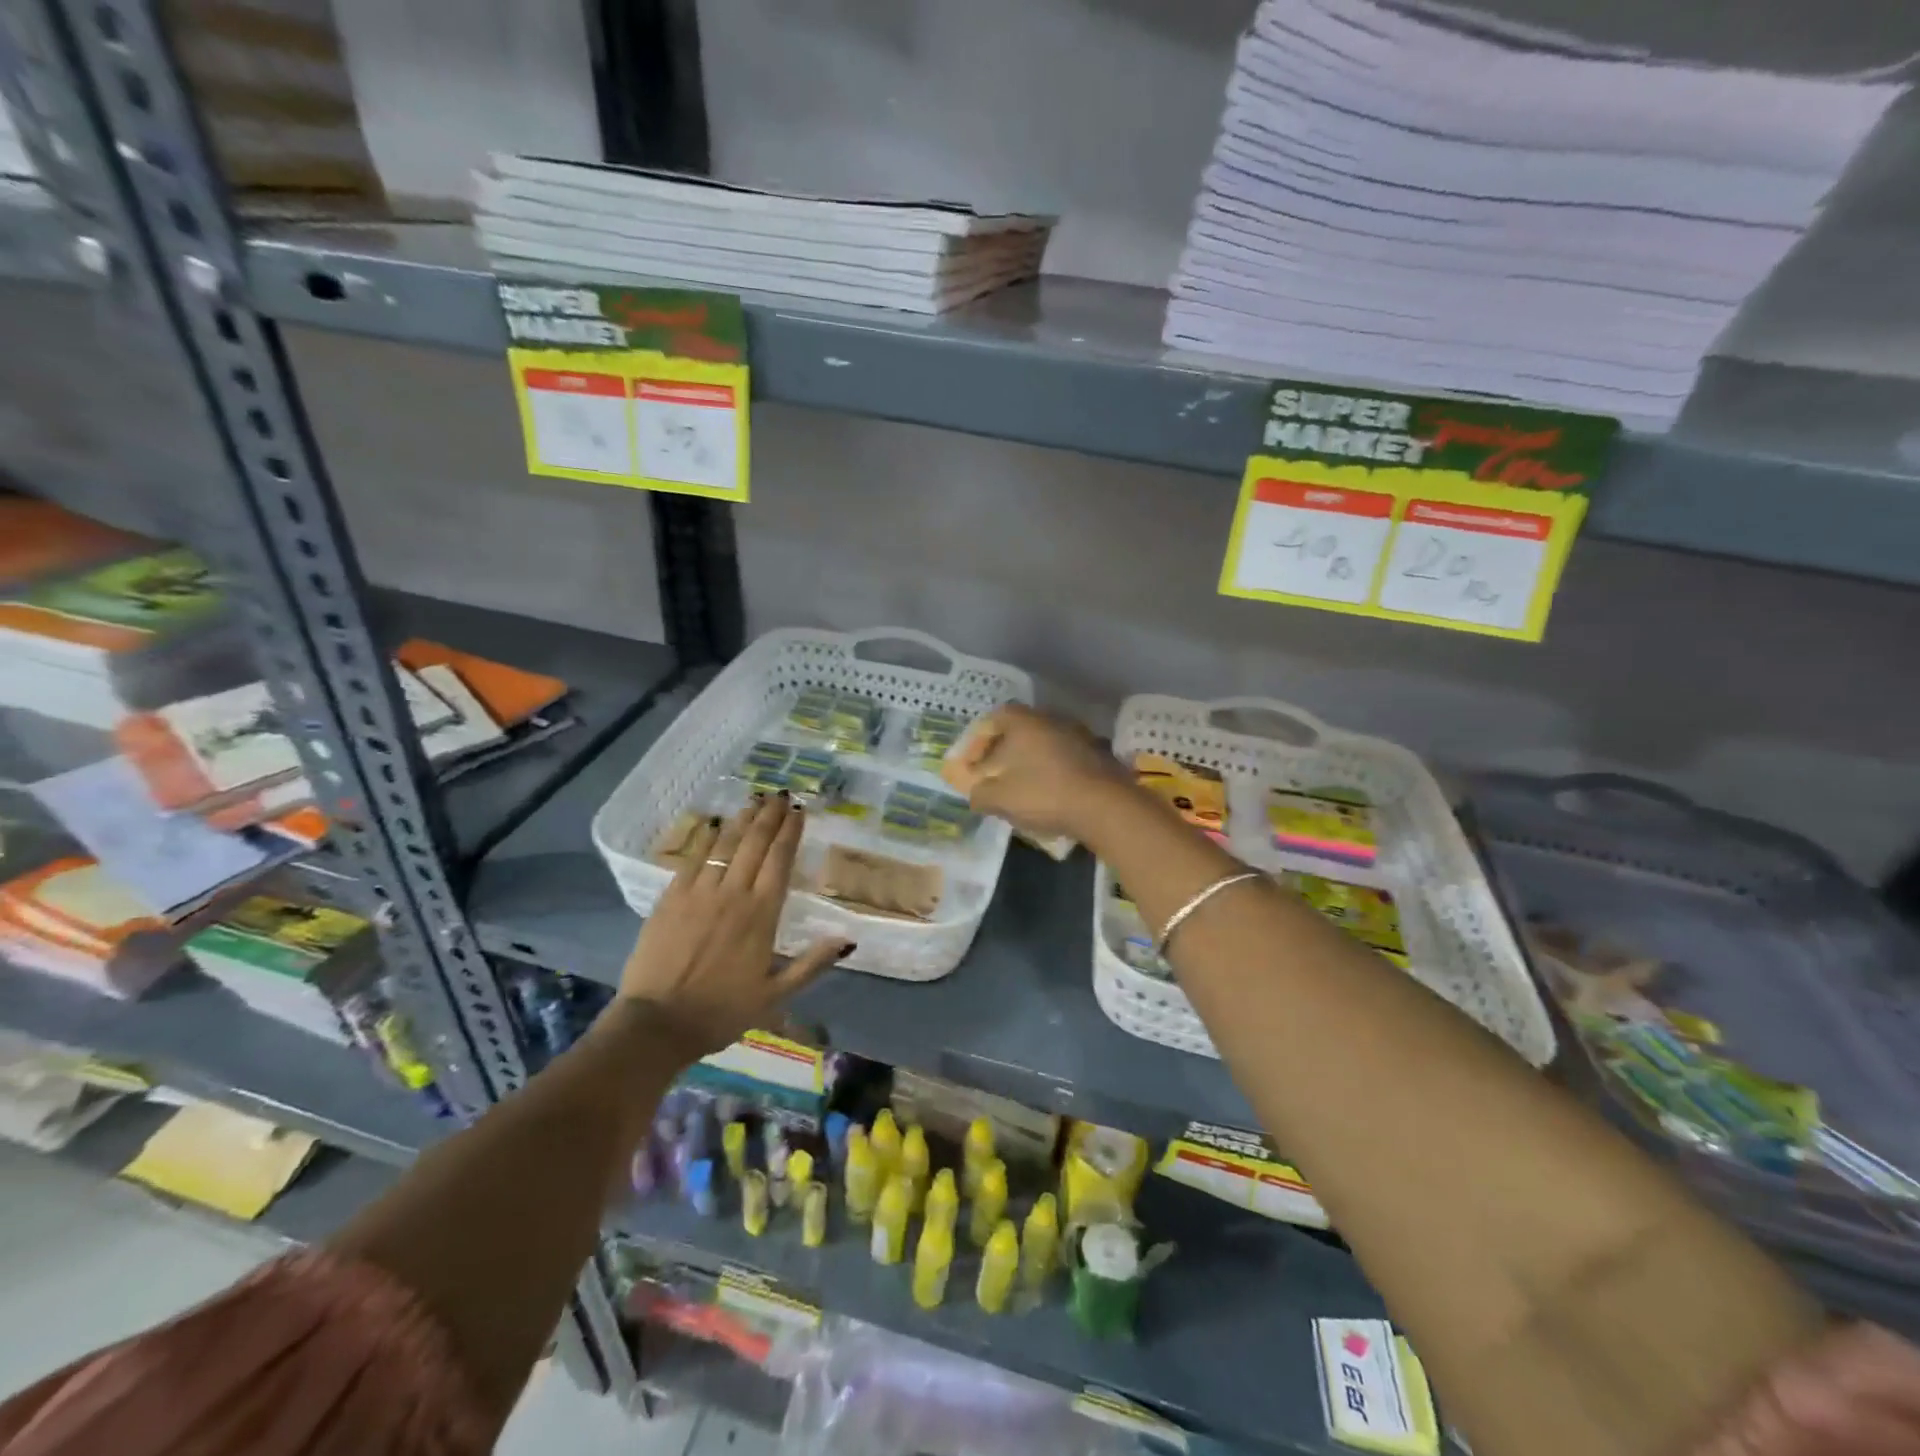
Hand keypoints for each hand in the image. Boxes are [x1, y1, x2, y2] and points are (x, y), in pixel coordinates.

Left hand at [616, 795, 849, 1057]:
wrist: (657, 1024)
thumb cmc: (721, 1012)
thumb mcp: (775, 996)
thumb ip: (811, 964)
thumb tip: (848, 939)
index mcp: (761, 915)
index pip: (780, 861)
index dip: (790, 832)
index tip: (799, 811)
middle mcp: (732, 894)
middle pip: (754, 844)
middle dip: (770, 817)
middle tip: (780, 796)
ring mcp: (698, 892)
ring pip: (725, 844)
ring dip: (743, 821)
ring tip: (755, 802)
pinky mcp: (670, 898)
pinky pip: (693, 858)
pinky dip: (708, 838)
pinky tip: (716, 826)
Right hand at [944, 703, 1132, 841]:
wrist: (1105, 806)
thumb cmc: (1044, 794)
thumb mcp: (998, 799)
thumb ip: (979, 793)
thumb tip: (976, 792)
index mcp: (1023, 721)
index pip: (992, 720)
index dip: (977, 743)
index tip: (971, 766)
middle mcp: (1050, 719)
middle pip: (1018, 731)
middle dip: (1003, 753)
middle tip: (994, 776)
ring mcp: (1078, 734)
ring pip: (1043, 745)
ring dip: (1030, 763)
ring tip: (1021, 788)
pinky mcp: (1098, 754)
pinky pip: (1064, 759)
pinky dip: (1052, 772)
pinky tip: (1050, 793)